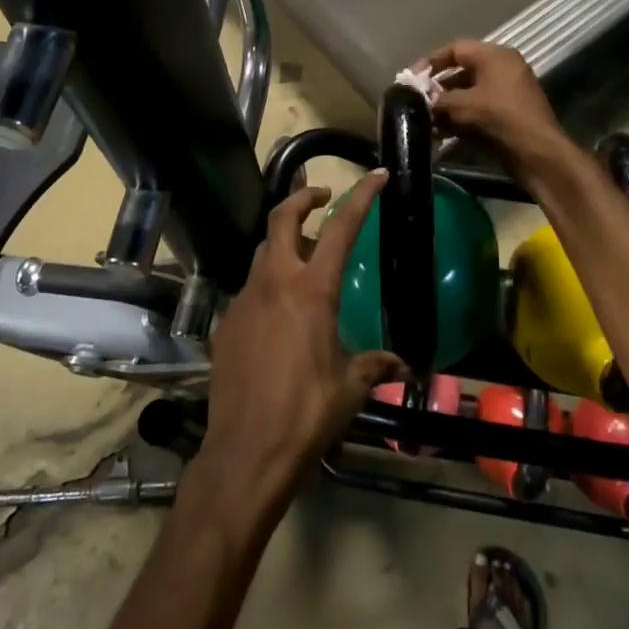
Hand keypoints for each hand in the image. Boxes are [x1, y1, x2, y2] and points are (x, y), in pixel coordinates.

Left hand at [200, 172, 404, 503]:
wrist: (247, 451)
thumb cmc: (307, 413)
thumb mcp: (351, 386)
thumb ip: (375, 364)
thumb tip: (402, 364)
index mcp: (311, 291)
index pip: (339, 228)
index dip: (360, 197)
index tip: (376, 177)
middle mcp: (274, 284)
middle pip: (281, 219)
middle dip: (302, 198)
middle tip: (322, 198)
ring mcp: (244, 301)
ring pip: (261, 252)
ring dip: (283, 242)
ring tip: (303, 255)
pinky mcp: (226, 324)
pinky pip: (250, 289)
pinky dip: (268, 283)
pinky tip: (279, 312)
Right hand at [420, 40, 573, 182]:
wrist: (537, 153)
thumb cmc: (500, 117)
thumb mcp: (464, 105)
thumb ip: (439, 99)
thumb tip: (422, 100)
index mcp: (495, 56)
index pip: (456, 49)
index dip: (431, 61)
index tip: (411, 77)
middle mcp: (501, 69)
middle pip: (461, 72)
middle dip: (437, 88)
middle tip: (415, 101)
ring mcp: (505, 93)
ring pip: (467, 94)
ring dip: (445, 107)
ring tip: (424, 120)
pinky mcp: (505, 115)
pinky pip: (476, 110)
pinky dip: (458, 119)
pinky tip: (440, 133)